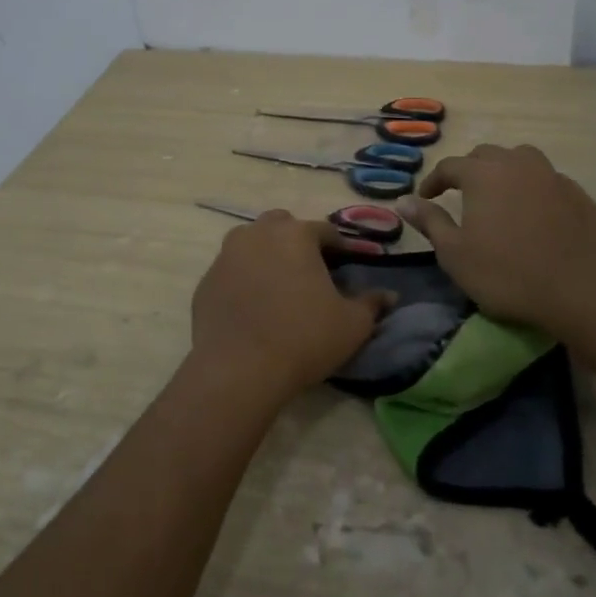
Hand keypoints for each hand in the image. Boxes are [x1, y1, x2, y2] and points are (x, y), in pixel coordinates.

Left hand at [189, 212, 395, 408]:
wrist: (239, 370)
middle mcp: (257, 234)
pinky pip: (231, 271)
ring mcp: (226, 256)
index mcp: (295, 234)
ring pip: (250, 243)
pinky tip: (253, 307)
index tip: (348, 266)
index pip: (325, 231)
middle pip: (282, 226)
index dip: (340, 248)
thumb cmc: (304, 338)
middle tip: (311, 272)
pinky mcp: (206, 282)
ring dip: (267, 255)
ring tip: (280, 287)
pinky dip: (244, 280)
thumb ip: (372, 304)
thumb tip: (389, 295)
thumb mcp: (352, 325)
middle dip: (297, 241)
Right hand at [395, 144, 595, 338]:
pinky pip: (548, 181)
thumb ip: (429, 222)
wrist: (581, 289)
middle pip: (486, 155)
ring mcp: (553, 177)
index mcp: (483, 174)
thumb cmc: (507, 273)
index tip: (425, 199)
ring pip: (522, 160)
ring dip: (505, 171)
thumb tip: (402, 201)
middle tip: (460, 195)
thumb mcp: (455, 253)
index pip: (449, 166)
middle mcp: (517, 164)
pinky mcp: (579, 195)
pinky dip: (534, 189)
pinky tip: (534, 214)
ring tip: (499, 195)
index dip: (433, 181)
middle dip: (468, 170)